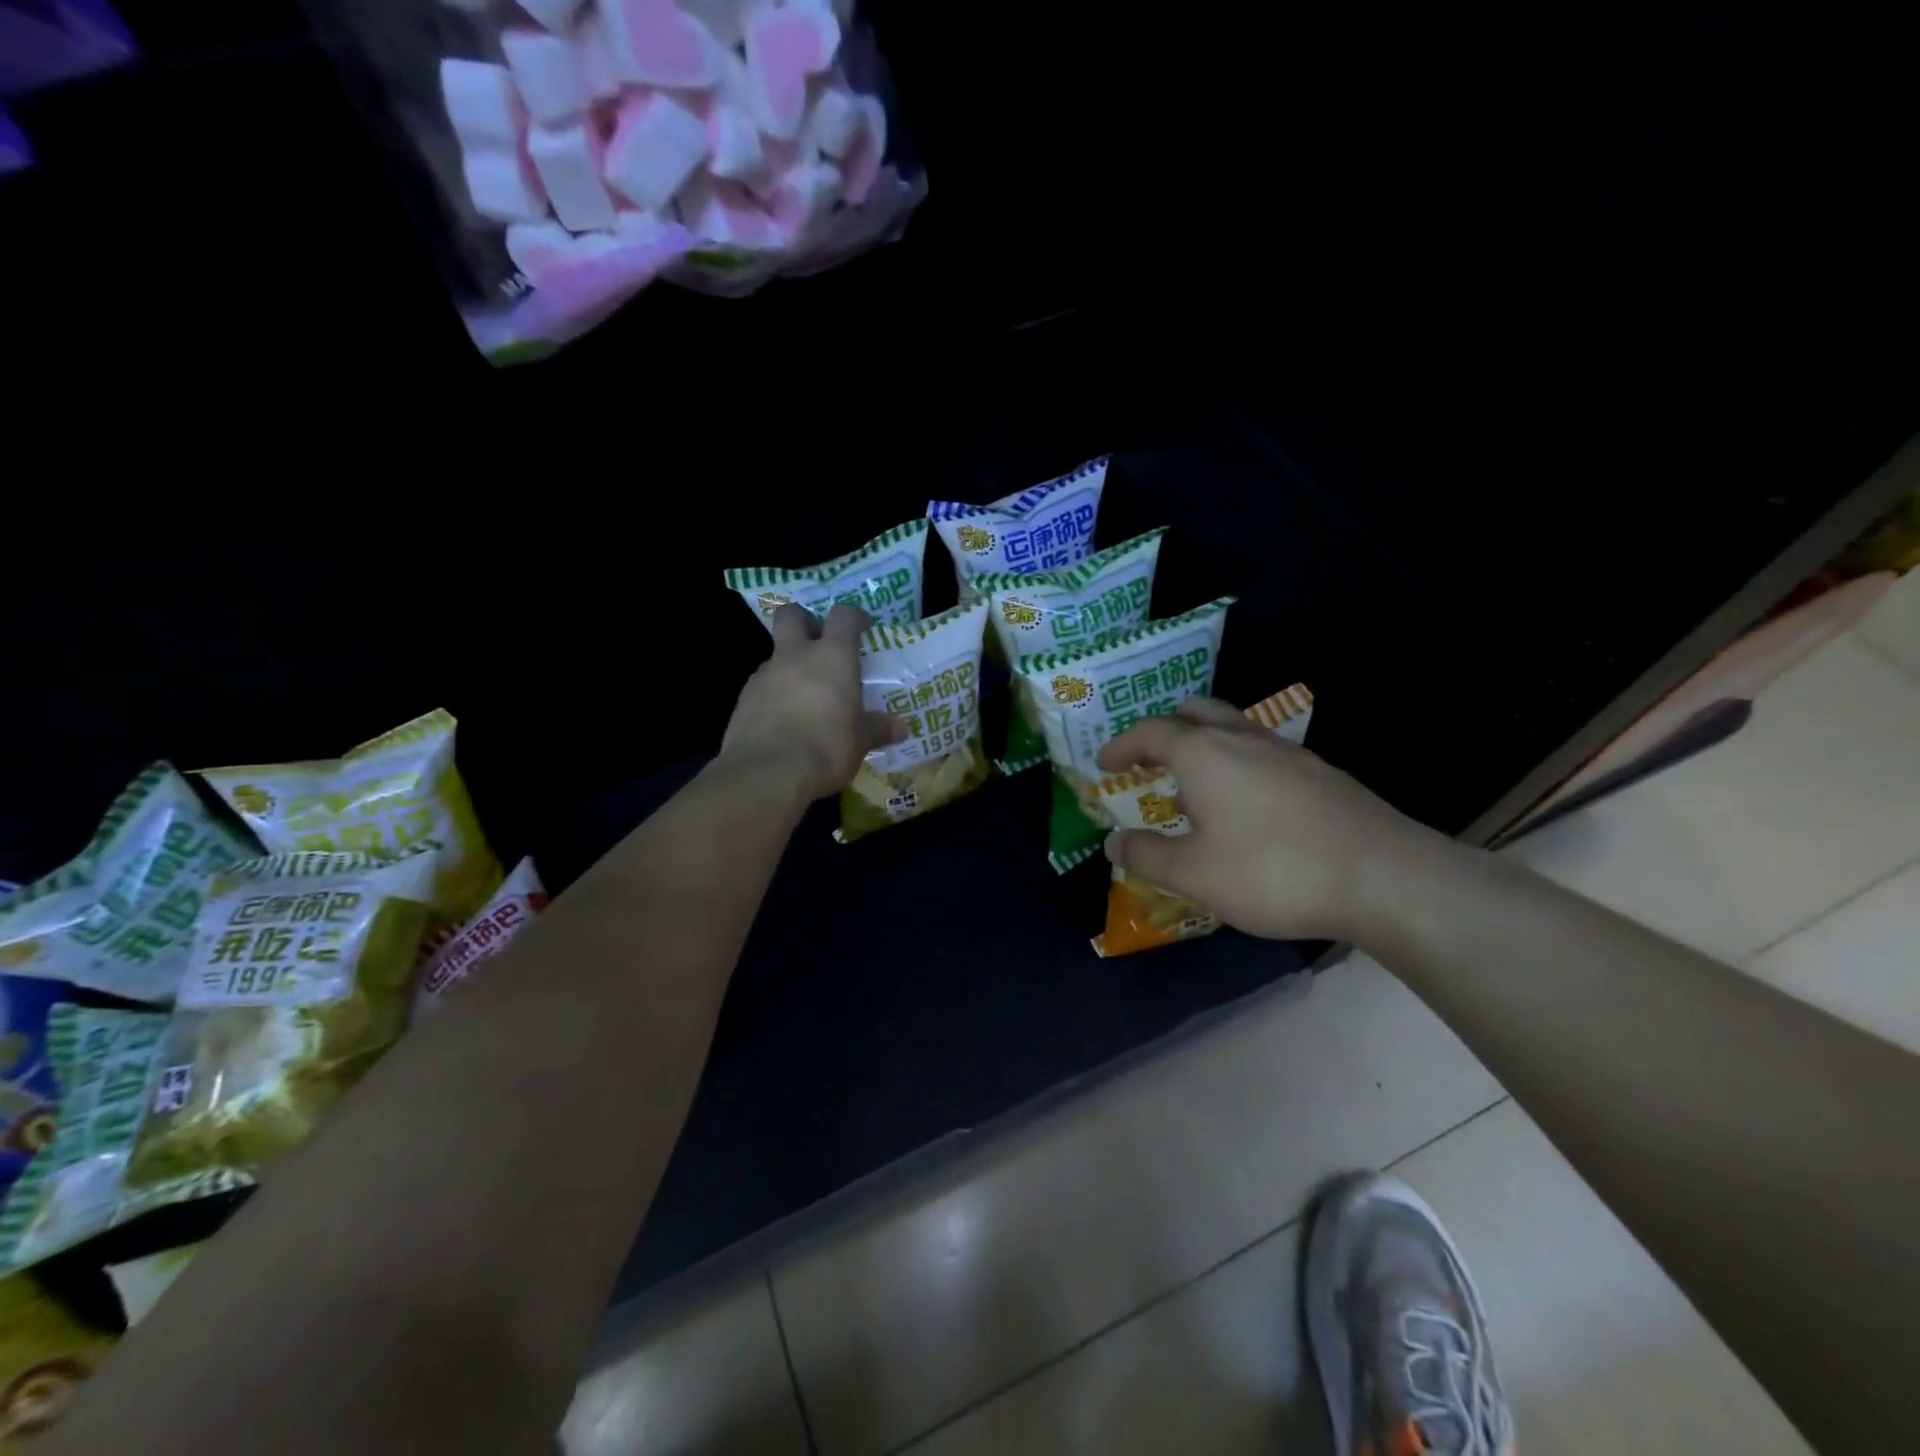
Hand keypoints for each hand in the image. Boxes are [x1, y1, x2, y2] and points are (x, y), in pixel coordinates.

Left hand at [720, 604, 904, 802]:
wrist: (768, 773)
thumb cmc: (826, 747)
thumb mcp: (860, 741)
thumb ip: (878, 729)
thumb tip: (901, 729)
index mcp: (832, 657)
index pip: (843, 617)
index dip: (853, 617)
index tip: (862, 628)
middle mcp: (795, 656)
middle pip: (791, 615)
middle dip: (803, 621)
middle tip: (818, 642)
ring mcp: (764, 675)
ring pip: (775, 654)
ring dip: (789, 665)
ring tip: (804, 696)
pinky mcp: (743, 700)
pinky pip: (762, 686)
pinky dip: (774, 695)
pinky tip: (784, 720)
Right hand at [1098, 699, 1466, 942]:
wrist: (1383, 877)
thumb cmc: (1272, 871)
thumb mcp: (1193, 875)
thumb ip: (1146, 855)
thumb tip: (1113, 843)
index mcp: (1204, 753)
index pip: (1150, 732)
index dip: (1121, 746)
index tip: (1104, 764)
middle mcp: (1243, 738)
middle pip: (1196, 712)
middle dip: (1165, 730)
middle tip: (1148, 760)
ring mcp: (1287, 752)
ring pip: (1234, 729)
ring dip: (1203, 748)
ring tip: (1194, 792)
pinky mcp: (1321, 772)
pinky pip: (1262, 753)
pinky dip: (1237, 765)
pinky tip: (1246, 810)